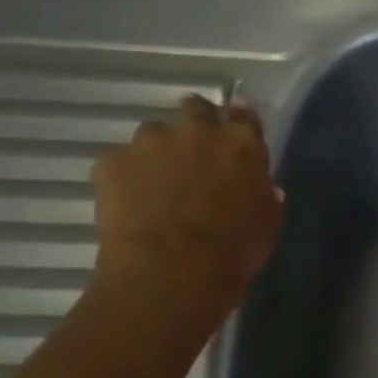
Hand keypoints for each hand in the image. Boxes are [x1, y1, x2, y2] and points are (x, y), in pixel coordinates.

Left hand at [92, 94, 283, 309]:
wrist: (172, 270)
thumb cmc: (235, 249)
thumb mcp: (267, 222)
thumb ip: (263, 195)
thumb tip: (262, 187)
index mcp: (242, 144)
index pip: (243, 113)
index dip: (238, 120)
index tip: (233, 132)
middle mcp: (196, 131)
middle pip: (195, 107)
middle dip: (195, 121)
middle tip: (194, 149)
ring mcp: (149, 142)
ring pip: (153, 133)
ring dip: (158, 151)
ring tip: (157, 182)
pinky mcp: (110, 161)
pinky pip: (119, 162)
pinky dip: (126, 176)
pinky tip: (131, 202)